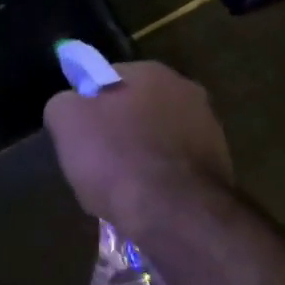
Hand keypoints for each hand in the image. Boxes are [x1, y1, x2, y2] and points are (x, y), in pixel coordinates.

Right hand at [43, 62, 233, 237]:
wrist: (174, 213)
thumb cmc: (116, 158)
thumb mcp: (66, 121)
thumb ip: (64, 103)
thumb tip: (71, 105)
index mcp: (151, 72)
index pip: (107, 77)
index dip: (87, 104)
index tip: (77, 133)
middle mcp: (187, 91)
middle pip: (136, 108)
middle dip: (117, 130)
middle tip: (94, 161)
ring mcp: (209, 129)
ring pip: (157, 139)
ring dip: (139, 155)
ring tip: (118, 188)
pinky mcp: (219, 166)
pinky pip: (174, 168)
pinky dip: (159, 180)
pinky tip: (144, 200)